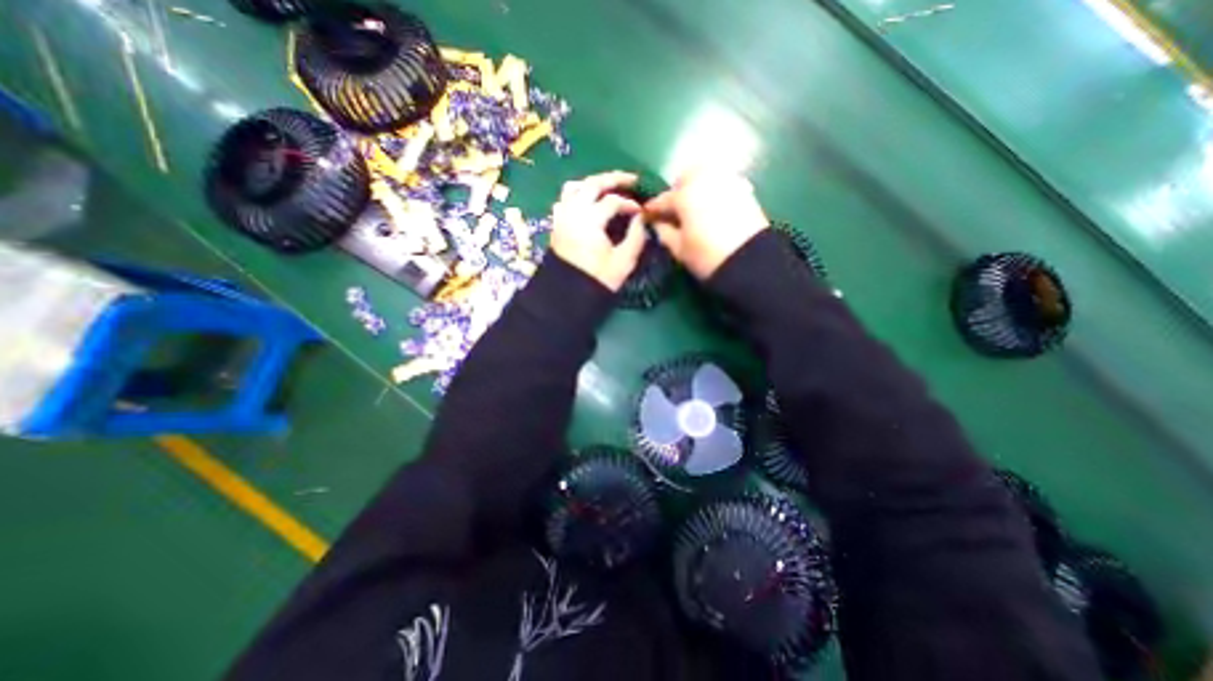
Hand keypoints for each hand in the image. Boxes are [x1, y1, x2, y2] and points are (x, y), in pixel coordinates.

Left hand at [545, 169, 647, 290]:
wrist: (568, 295)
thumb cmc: (597, 279)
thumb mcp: (624, 261)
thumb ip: (636, 236)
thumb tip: (641, 219)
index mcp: (590, 219)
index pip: (614, 201)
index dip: (630, 204)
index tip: (641, 213)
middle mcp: (573, 211)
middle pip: (593, 184)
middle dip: (614, 179)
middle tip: (632, 180)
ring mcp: (562, 216)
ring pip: (575, 187)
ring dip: (593, 183)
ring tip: (608, 187)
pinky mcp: (557, 223)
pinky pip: (565, 198)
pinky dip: (578, 194)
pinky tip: (588, 201)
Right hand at [643, 167, 766, 277]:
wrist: (750, 264)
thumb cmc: (707, 257)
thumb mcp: (679, 249)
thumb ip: (664, 232)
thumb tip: (657, 223)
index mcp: (685, 195)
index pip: (662, 200)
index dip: (652, 210)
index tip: (647, 216)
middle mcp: (706, 180)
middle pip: (686, 176)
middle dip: (678, 190)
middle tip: (675, 209)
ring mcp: (728, 182)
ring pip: (707, 175)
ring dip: (697, 187)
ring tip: (695, 208)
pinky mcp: (745, 190)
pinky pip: (724, 182)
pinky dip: (715, 190)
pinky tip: (713, 208)